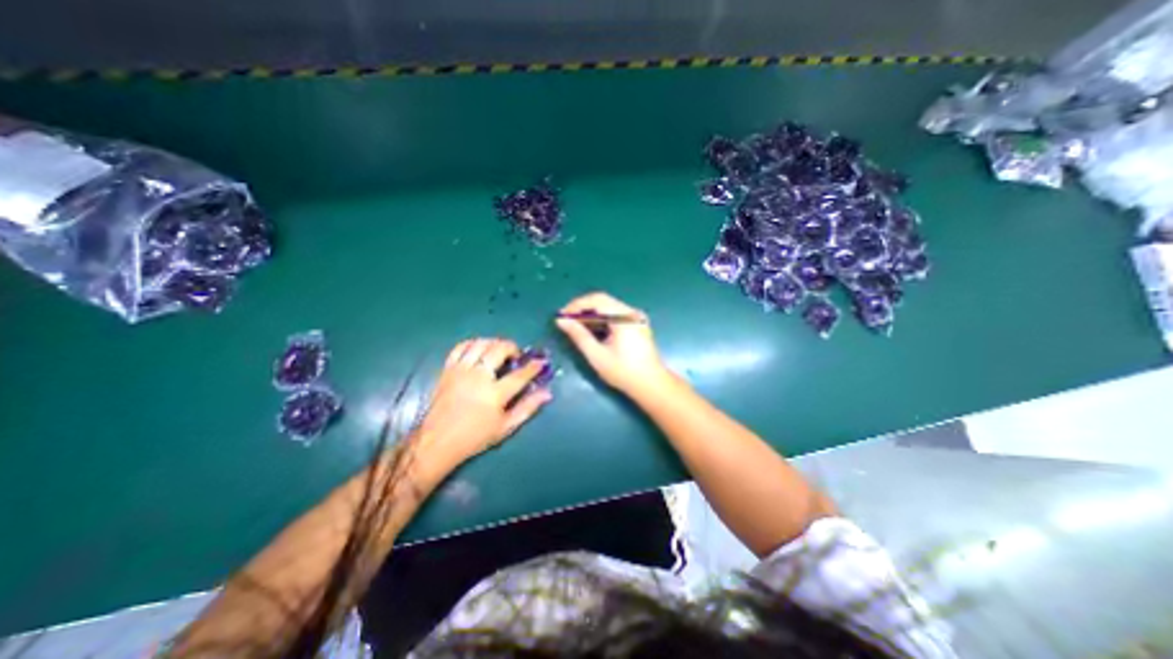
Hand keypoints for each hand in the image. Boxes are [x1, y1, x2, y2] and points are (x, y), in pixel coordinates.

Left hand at [418, 340, 555, 469]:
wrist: (437, 442)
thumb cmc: (475, 437)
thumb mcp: (506, 427)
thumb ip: (528, 408)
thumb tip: (547, 393)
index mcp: (494, 394)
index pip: (520, 374)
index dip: (534, 366)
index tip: (541, 362)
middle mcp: (478, 377)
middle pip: (499, 350)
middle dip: (513, 347)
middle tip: (516, 356)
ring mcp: (461, 371)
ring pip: (481, 344)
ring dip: (494, 343)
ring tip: (499, 351)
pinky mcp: (447, 369)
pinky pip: (461, 347)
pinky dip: (473, 343)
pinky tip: (479, 349)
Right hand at [556, 290, 672, 392]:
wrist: (652, 386)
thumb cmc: (624, 372)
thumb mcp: (597, 355)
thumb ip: (578, 335)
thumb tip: (561, 320)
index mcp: (624, 317)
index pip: (597, 299)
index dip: (576, 305)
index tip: (561, 316)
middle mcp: (632, 312)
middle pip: (603, 301)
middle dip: (582, 309)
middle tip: (566, 321)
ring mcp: (636, 318)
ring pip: (608, 307)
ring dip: (591, 315)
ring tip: (575, 327)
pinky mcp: (637, 324)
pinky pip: (615, 315)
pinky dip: (601, 320)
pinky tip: (592, 331)